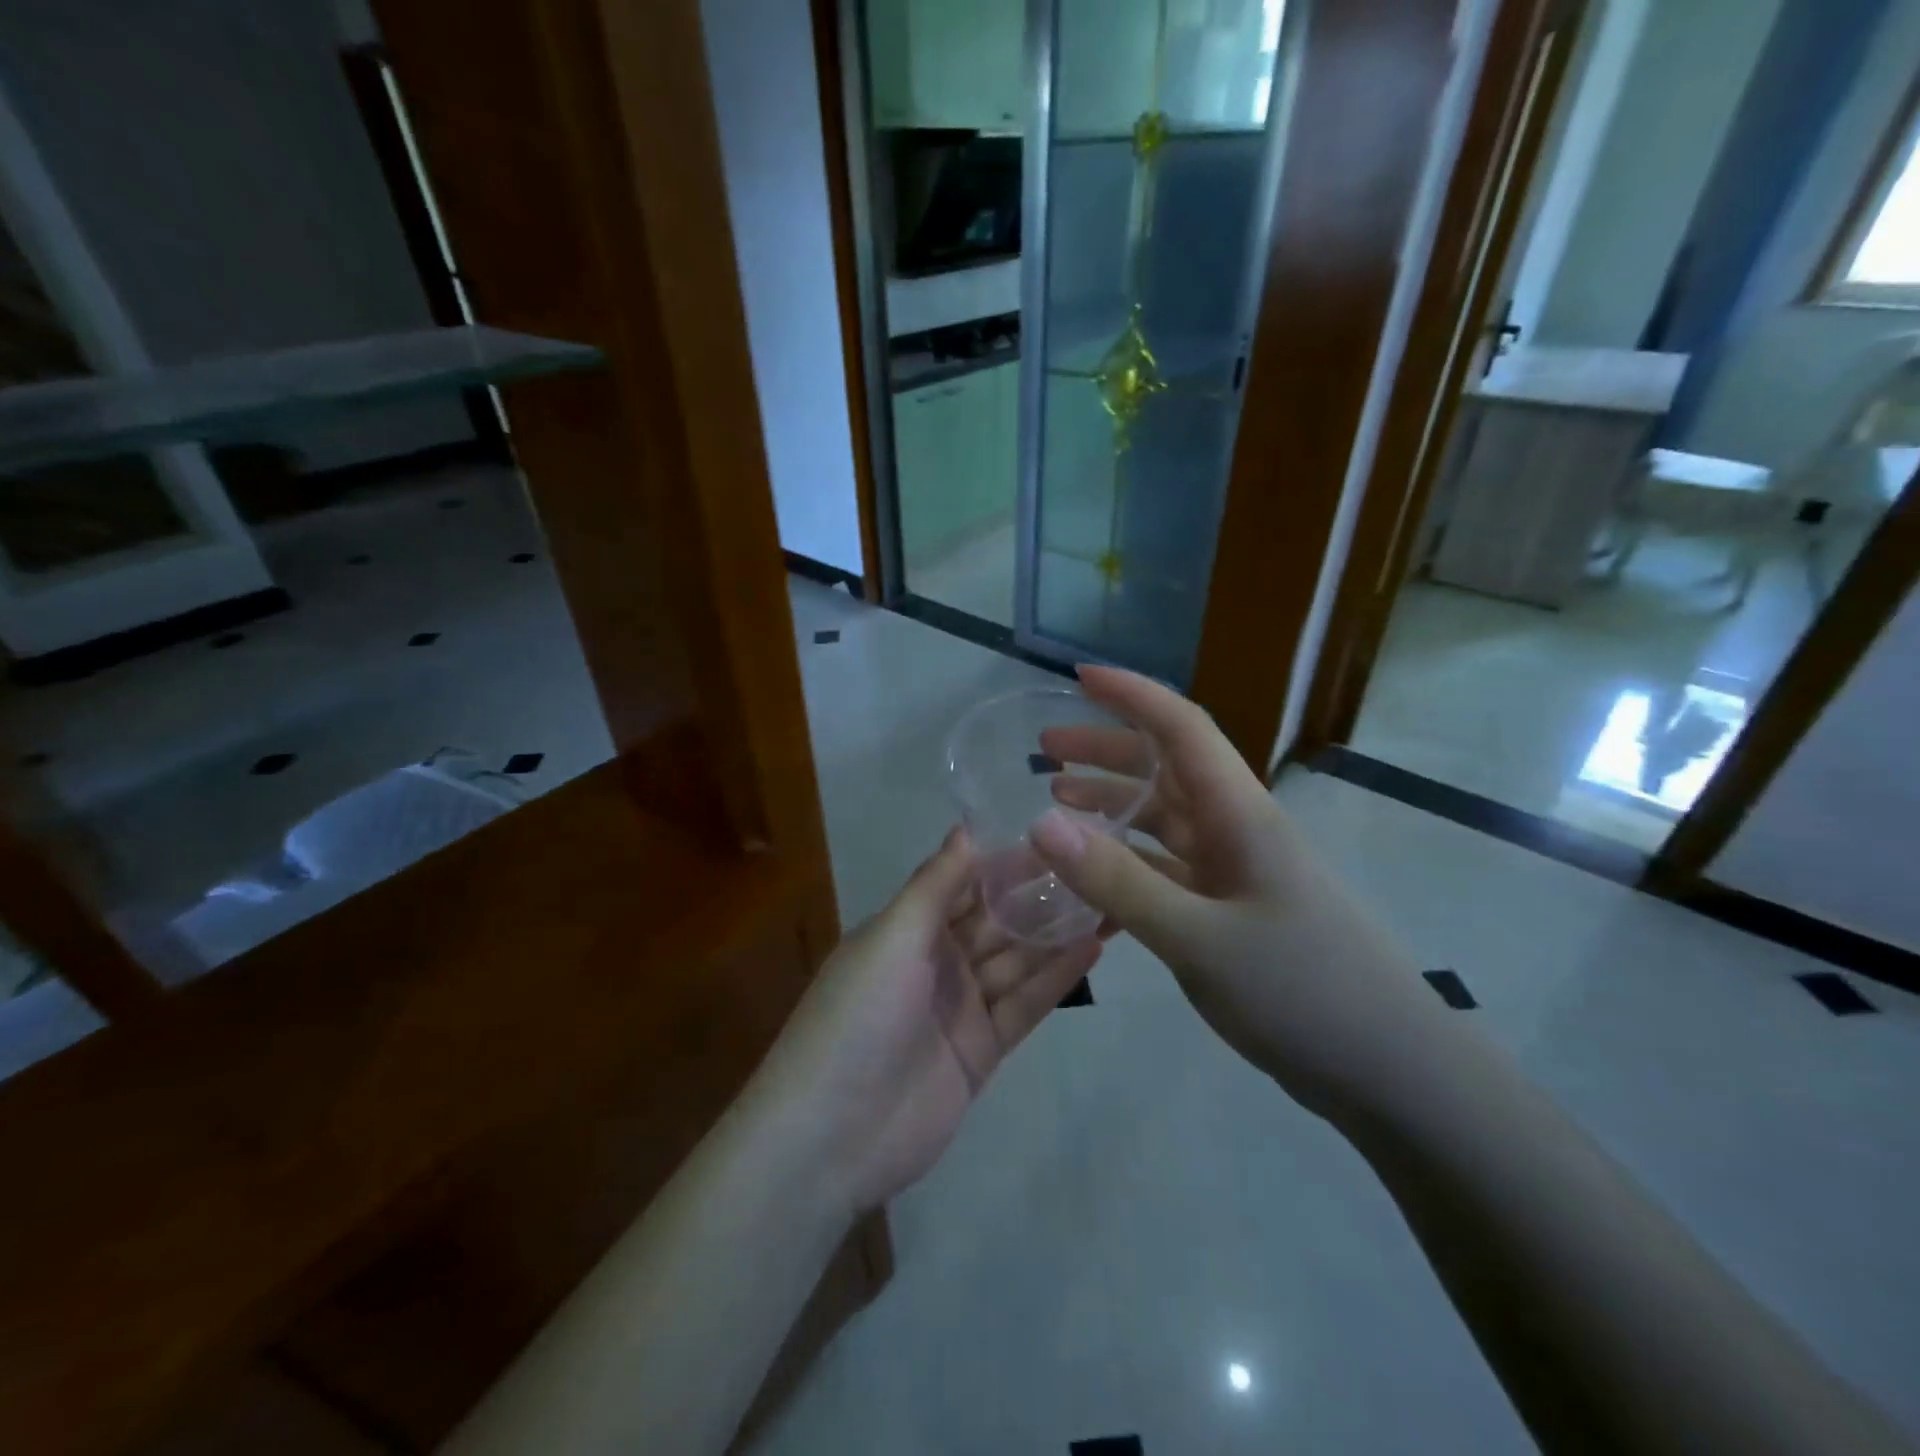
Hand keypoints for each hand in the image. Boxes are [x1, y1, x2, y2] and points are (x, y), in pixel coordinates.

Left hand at [759, 829, 1102, 1216]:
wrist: (831, 1135)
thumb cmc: (858, 1015)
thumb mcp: (892, 936)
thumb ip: (935, 884)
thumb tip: (966, 826)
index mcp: (908, 928)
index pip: (966, 882)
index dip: (1007, 860)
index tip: (1056, 831)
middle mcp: (937, 961)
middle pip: (997, 920)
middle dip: (1041, 895)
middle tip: (1099, 862)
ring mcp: (962, 1007)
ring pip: (1017, 960)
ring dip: (1058, 933)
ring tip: (1109, 898)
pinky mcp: (982, 1051)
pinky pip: (1024, 1006)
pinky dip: (1056, 978)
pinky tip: (1094, 947)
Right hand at [1029, 666, 1444, 1124]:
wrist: (1392, 1072)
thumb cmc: (1303, 993)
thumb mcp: (1198, 938)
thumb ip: (1118, 882)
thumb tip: (1041, 822)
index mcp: (1240, 815)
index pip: (1182, 729)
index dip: (1132, 695)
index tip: (1078, 677)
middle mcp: (1238, 831)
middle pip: (1167, 768)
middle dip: (1107, 749)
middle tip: (1046, 749)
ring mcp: (1237, 873)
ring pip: (1165, 819)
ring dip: (1114, 803)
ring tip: (1058, 799)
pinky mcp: (1233, 912)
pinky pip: (1169, 871)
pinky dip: (1128, 865)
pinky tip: (1092, 881)